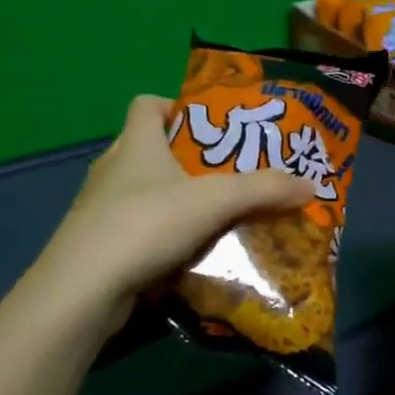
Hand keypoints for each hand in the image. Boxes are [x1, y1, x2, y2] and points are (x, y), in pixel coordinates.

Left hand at [39, 95, 315, 323]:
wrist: (83, 290)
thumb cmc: (146, 223)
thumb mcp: (213, 200)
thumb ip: (263, 190)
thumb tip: (311, 183)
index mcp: (135, 143)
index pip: (146, 104)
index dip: (175, 105)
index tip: (207, 125)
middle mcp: (113, 169)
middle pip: (149, 149)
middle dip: (187, 160)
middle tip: (227, 174)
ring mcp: (100, 209)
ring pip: (144, 194)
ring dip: (176, 201)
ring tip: (215, 215)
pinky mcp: (99, 246)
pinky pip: (138, 231)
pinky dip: (162, 237)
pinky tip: (190, 254)